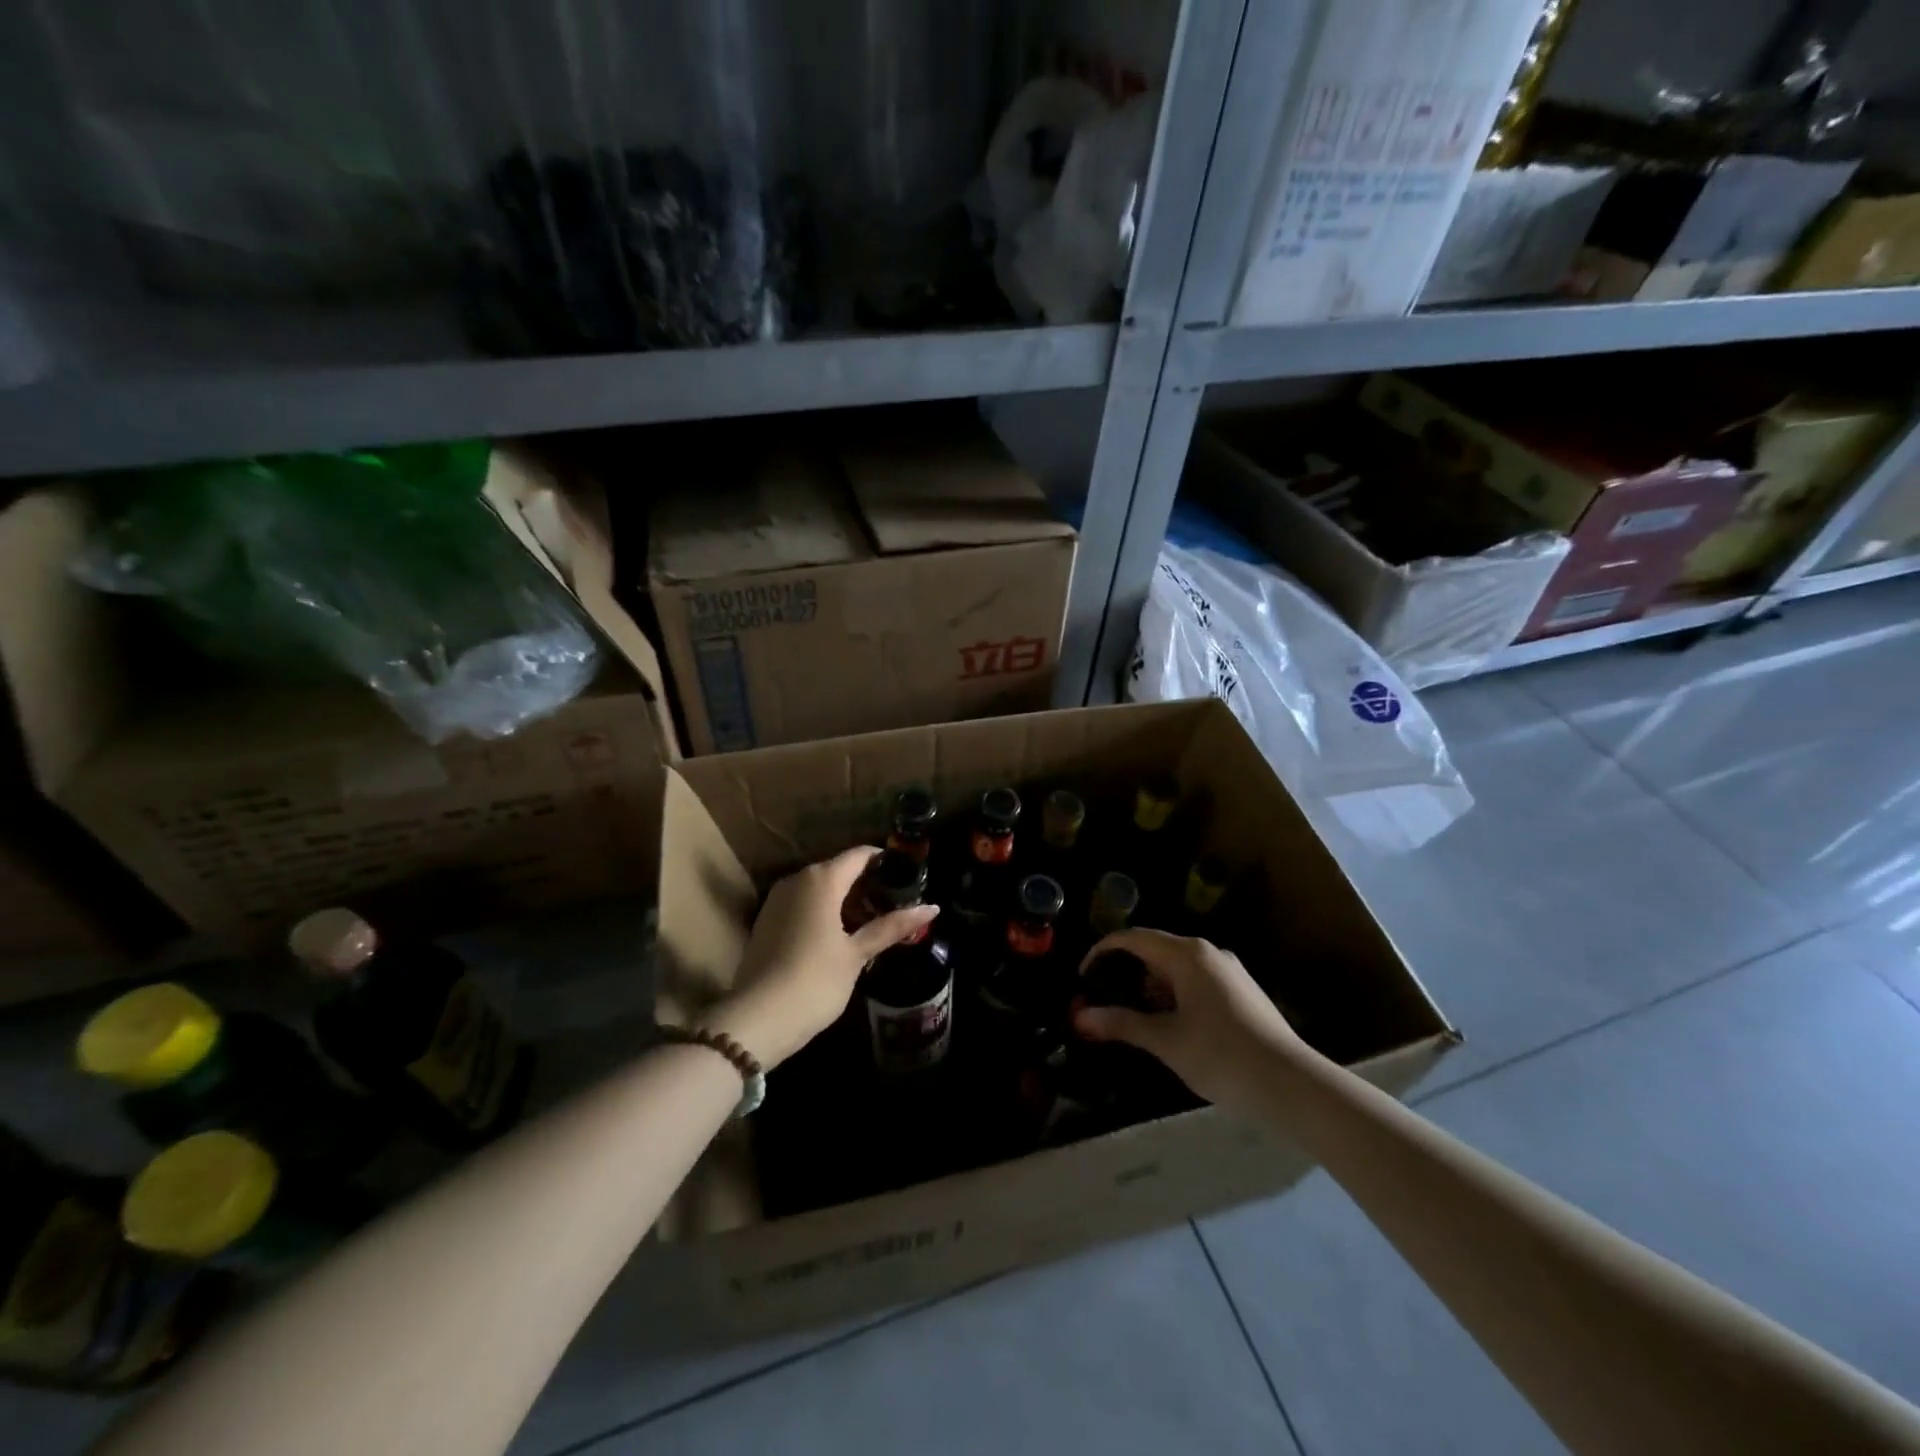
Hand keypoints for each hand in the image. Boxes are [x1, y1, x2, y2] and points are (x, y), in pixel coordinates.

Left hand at [703, 847, 938, 1068]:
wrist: (757, 1019)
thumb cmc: (815, 980)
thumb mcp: (857, 954)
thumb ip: (892, 926)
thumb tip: (932, 907)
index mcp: (821, 879)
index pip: (860, 855)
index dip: (885, 861)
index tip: (907, 877)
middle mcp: (797, 879)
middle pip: (839, 870)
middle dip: (867, 884)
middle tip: (895, 905)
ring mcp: (777, 899)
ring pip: (819, 888)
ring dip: (845, 900)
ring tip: (872, 922)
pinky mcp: (766, 921)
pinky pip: (803, 904)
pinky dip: (824, 911)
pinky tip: (840, 936)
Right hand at [1073, 928, 1303, 1111]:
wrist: (1291, 1084)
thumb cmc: (1221, 1056)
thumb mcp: (1165, 1041)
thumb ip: (1121, 1023)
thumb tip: (1080, 1017)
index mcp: (1187, 955)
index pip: (1133, 938)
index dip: (1103, 951)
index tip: (1084, 977)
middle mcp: (1208, 952)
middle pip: (1155, 949)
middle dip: (1127, 971)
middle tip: (1106, 1000)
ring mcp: (1228, 970)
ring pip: (1176, 966)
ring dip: (1151, 986)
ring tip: (1137, 1018)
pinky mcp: (1241, 990)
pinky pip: (1196, 980)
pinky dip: (1174, 994)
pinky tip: (1172, 1025)